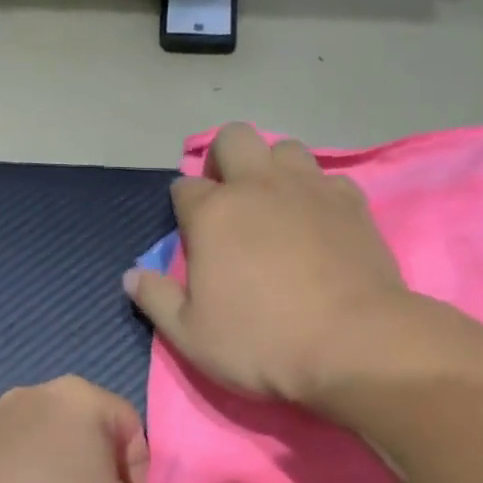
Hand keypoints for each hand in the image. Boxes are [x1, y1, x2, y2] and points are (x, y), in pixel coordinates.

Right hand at [124, 124, 409, 404]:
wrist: (352, 344)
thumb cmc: (261, 343)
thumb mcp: (191, 336)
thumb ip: (156, 300)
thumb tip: (131, 275)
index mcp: (213, 214)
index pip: (184, 188)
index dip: (183, 209)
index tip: (191, 235)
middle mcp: (259, 186)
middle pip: (233, 139)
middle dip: (223, 160)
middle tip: (229, 202)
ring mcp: (309, 188)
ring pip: (285, 148)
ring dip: (272, 168)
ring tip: (275, 207)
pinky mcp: (352, 202)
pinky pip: (328, 178)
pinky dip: (316, 193)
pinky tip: (318, 223)